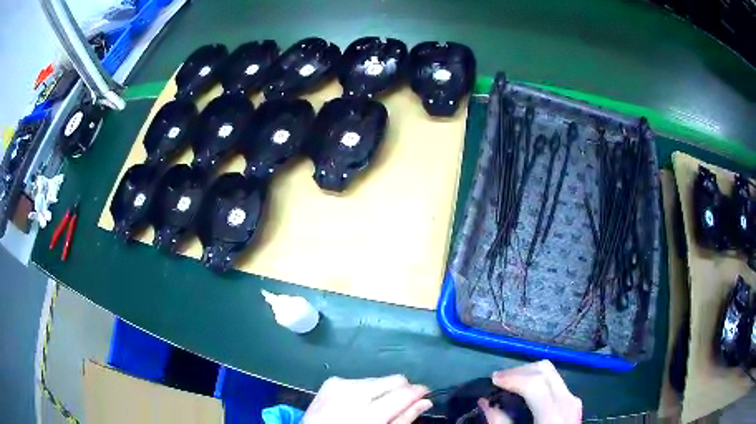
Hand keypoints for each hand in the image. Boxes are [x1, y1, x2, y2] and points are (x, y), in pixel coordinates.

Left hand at [302, 375, 432, 423]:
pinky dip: (364, 390)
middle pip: (393, 380)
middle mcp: (353, 394)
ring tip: (374, 407)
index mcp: (367, 414)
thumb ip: (403, 419)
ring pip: (378, 379)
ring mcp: (340, 385)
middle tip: (399, 405)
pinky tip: (357, 403)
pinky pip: (359, 380)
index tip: (426, 395)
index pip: (403, 393)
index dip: (419, 392)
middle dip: (401, 390)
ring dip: (382, 391)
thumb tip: (425, 402)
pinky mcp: (331, 381)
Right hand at [478, 360, 581, 423]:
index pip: (535, 383)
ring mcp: (573, 401)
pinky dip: (538, 382)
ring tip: (510, 384)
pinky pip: (556, 383)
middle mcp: (568, 402)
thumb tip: (485, 402)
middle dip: (520, 371)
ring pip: (552, 373)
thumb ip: (499, 423)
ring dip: (529, 374)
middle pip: (545, 370)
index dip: (512, 377)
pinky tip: (525, 392)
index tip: (492, 380)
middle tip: (499, 380)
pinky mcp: (573, 403)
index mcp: (554, 415)